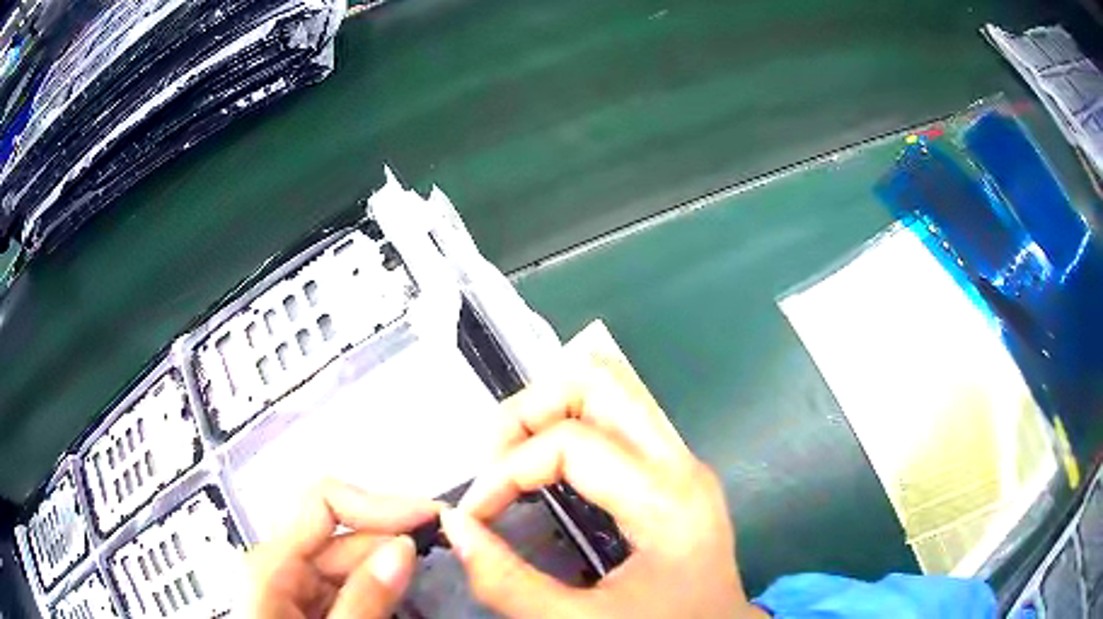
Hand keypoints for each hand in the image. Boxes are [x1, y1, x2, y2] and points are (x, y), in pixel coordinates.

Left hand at [244, 479, 439, 617]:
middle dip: (391, 545)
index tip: (430, 518)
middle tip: (443, 560)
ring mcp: (292, 585)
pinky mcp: (306, 603)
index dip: (379, 504)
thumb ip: (363, 599)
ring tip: (426, 585)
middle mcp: (278, 564)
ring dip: (389, 571)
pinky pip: (347, 586)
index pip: (323, 502)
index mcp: (270, 563)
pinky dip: (377, 591)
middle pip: (342, 535)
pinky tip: (398, 603)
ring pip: (349, 563)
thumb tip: (402, 546)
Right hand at [440, 351, 766, 617]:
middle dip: (529, 409)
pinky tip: (547, 466)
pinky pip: (618, 416)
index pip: (568, 442)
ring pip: (611, 387)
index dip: (504, 472)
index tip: (474, 515)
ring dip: (549, 410)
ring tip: (512, 460)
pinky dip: (570, 423)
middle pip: (599, 380)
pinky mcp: (674, 470)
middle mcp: (679, 462)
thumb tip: (455, 527)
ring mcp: (681, 460)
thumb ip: (509, 582)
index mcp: (665, 498)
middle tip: (492, 460)